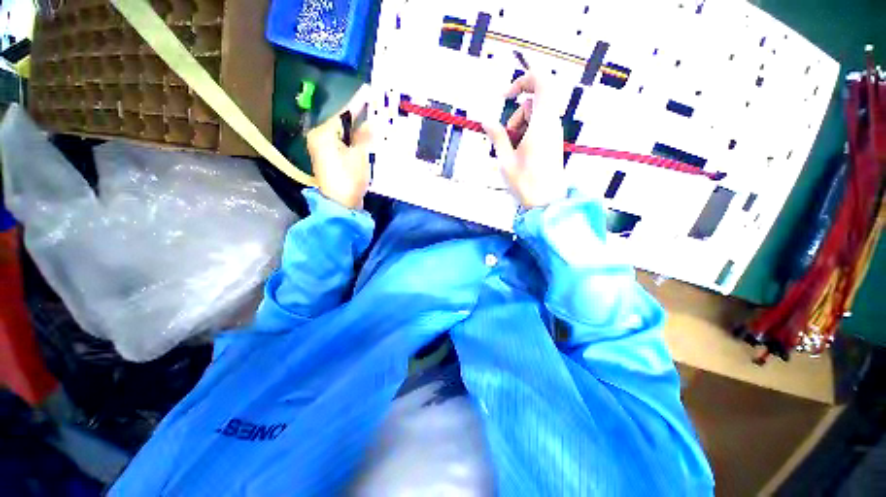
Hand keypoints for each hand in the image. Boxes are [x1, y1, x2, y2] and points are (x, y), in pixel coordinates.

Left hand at [306, 86, 372, 209]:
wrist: (341, 205)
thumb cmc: (348, 179)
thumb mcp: (359, 156)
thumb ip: (364, 137)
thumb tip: (370, 123)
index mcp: (323, 134)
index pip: (343, 114)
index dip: (358, 103)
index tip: (369, 91)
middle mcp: (320, 138)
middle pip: (343, 124)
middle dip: (359, 118)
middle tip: (375, 108)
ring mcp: (324, 150)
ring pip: (345, 135)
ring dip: (360, 131)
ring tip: (375, 122)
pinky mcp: (331, 159)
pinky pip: (345, 144)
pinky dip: (357, 142)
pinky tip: (367, 139)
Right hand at [482, 72, 566, 208]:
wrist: (546, 202)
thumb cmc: (526, 183)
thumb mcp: (505, 160)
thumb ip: (497, 136)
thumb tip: (486, 121)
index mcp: (541, 123)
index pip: (541, 82)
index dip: (523, 80)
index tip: (505, 96)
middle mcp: (551, 124)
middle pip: (532, 102)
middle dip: (515, 115)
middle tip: (507, 138)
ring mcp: (553, 134)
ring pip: (534, 117)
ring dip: (518, 128)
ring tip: (512, 151)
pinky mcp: (551, 143)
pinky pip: (537, 128)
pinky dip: (525, 135)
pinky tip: (519, 154)